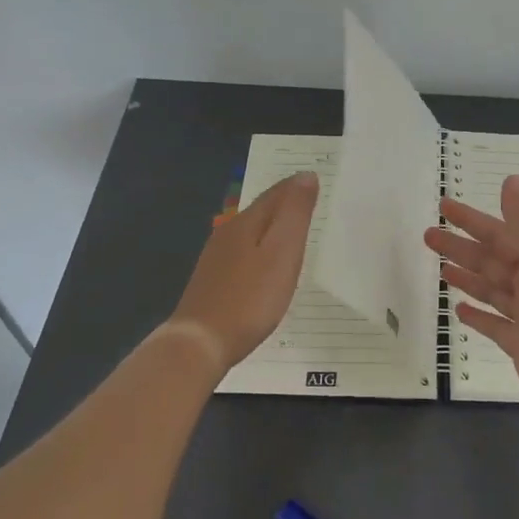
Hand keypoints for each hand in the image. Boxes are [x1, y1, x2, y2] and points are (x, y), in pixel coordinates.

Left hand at [167, 172, 318, 374]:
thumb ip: (295, 214)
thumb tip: (306, 175)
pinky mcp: (213, 280)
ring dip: (273, 225)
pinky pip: (244, 251)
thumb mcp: (282, 252)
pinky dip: (261, 246)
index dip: (297, 186)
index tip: (318, 180)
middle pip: (262, 209)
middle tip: (310, 199)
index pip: (276, 193)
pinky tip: (266, 261)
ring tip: (294, 228)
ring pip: (251, 230)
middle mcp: (228, 232)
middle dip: (285, 202)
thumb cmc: (250, 297)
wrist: (201, 343)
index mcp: (246, 222)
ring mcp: (217, 257)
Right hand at [423, 174, 518, 421]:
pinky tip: (458, 310)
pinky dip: (478, 314)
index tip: (445, 206)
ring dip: (468, 276)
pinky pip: (496, 324)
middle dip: (462, 246)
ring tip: (440, 268)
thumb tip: (513, 179)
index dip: (473, 219)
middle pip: (494, 260)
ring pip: (493, 289)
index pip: (503, 233)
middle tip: (428, 236)